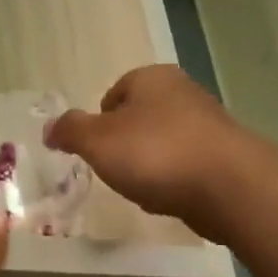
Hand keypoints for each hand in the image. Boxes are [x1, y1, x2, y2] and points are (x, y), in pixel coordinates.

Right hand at [46, 65, 247, 237]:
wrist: (228, 186)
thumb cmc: (155, 154)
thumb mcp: (97, 141)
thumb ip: (70, 131)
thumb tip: (49, 128)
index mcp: (152, 78)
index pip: (114, 92)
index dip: (98, 121)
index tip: (94, 150)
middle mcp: (182, 92)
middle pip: (139, 117)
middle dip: (123, 144)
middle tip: (113, 170)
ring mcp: (207, 123)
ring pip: (161, 142)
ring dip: (147, 164)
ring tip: (141, 188)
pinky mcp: (223, 155)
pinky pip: (183, 165)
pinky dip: (171, 180)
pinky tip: (167, 198)